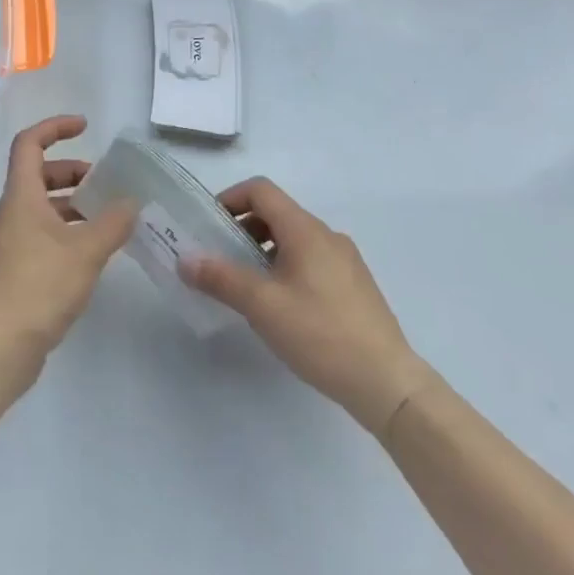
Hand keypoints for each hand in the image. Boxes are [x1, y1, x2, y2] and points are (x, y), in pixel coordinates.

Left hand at [0, 116, 138, 373]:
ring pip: (43, 207)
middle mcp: (13, 213)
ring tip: (109, 217)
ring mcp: (13, 242)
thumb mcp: (85, 251)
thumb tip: (132, 202)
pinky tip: (95, 251)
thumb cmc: (39, 286)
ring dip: (73, 203)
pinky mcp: (19, 269)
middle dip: (71, 170)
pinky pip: (45, 234)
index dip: (55, 127)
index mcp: (21, 197)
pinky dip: (69, 230)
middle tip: (104, 182)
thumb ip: (113, 223)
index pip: (30, 144)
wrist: (0, 345)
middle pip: (38, 174)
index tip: (85, 127)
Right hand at [181, 178, 434, 437]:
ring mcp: (345, 260)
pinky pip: (310, 260)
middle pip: (276, 213)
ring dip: (263, 251)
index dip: (230, 199)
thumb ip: (220, 278)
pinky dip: (285, 267)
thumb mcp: (262, 306)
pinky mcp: (354, 286)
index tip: (208, 227)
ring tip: (246, 287)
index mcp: (305, 230)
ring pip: (293, 239)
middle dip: (242, 229)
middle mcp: (326, 236)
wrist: (388, 383)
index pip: (261, 191)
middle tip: (220, 260)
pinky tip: (280, 307)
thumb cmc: (320, 334)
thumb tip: (184, 259)